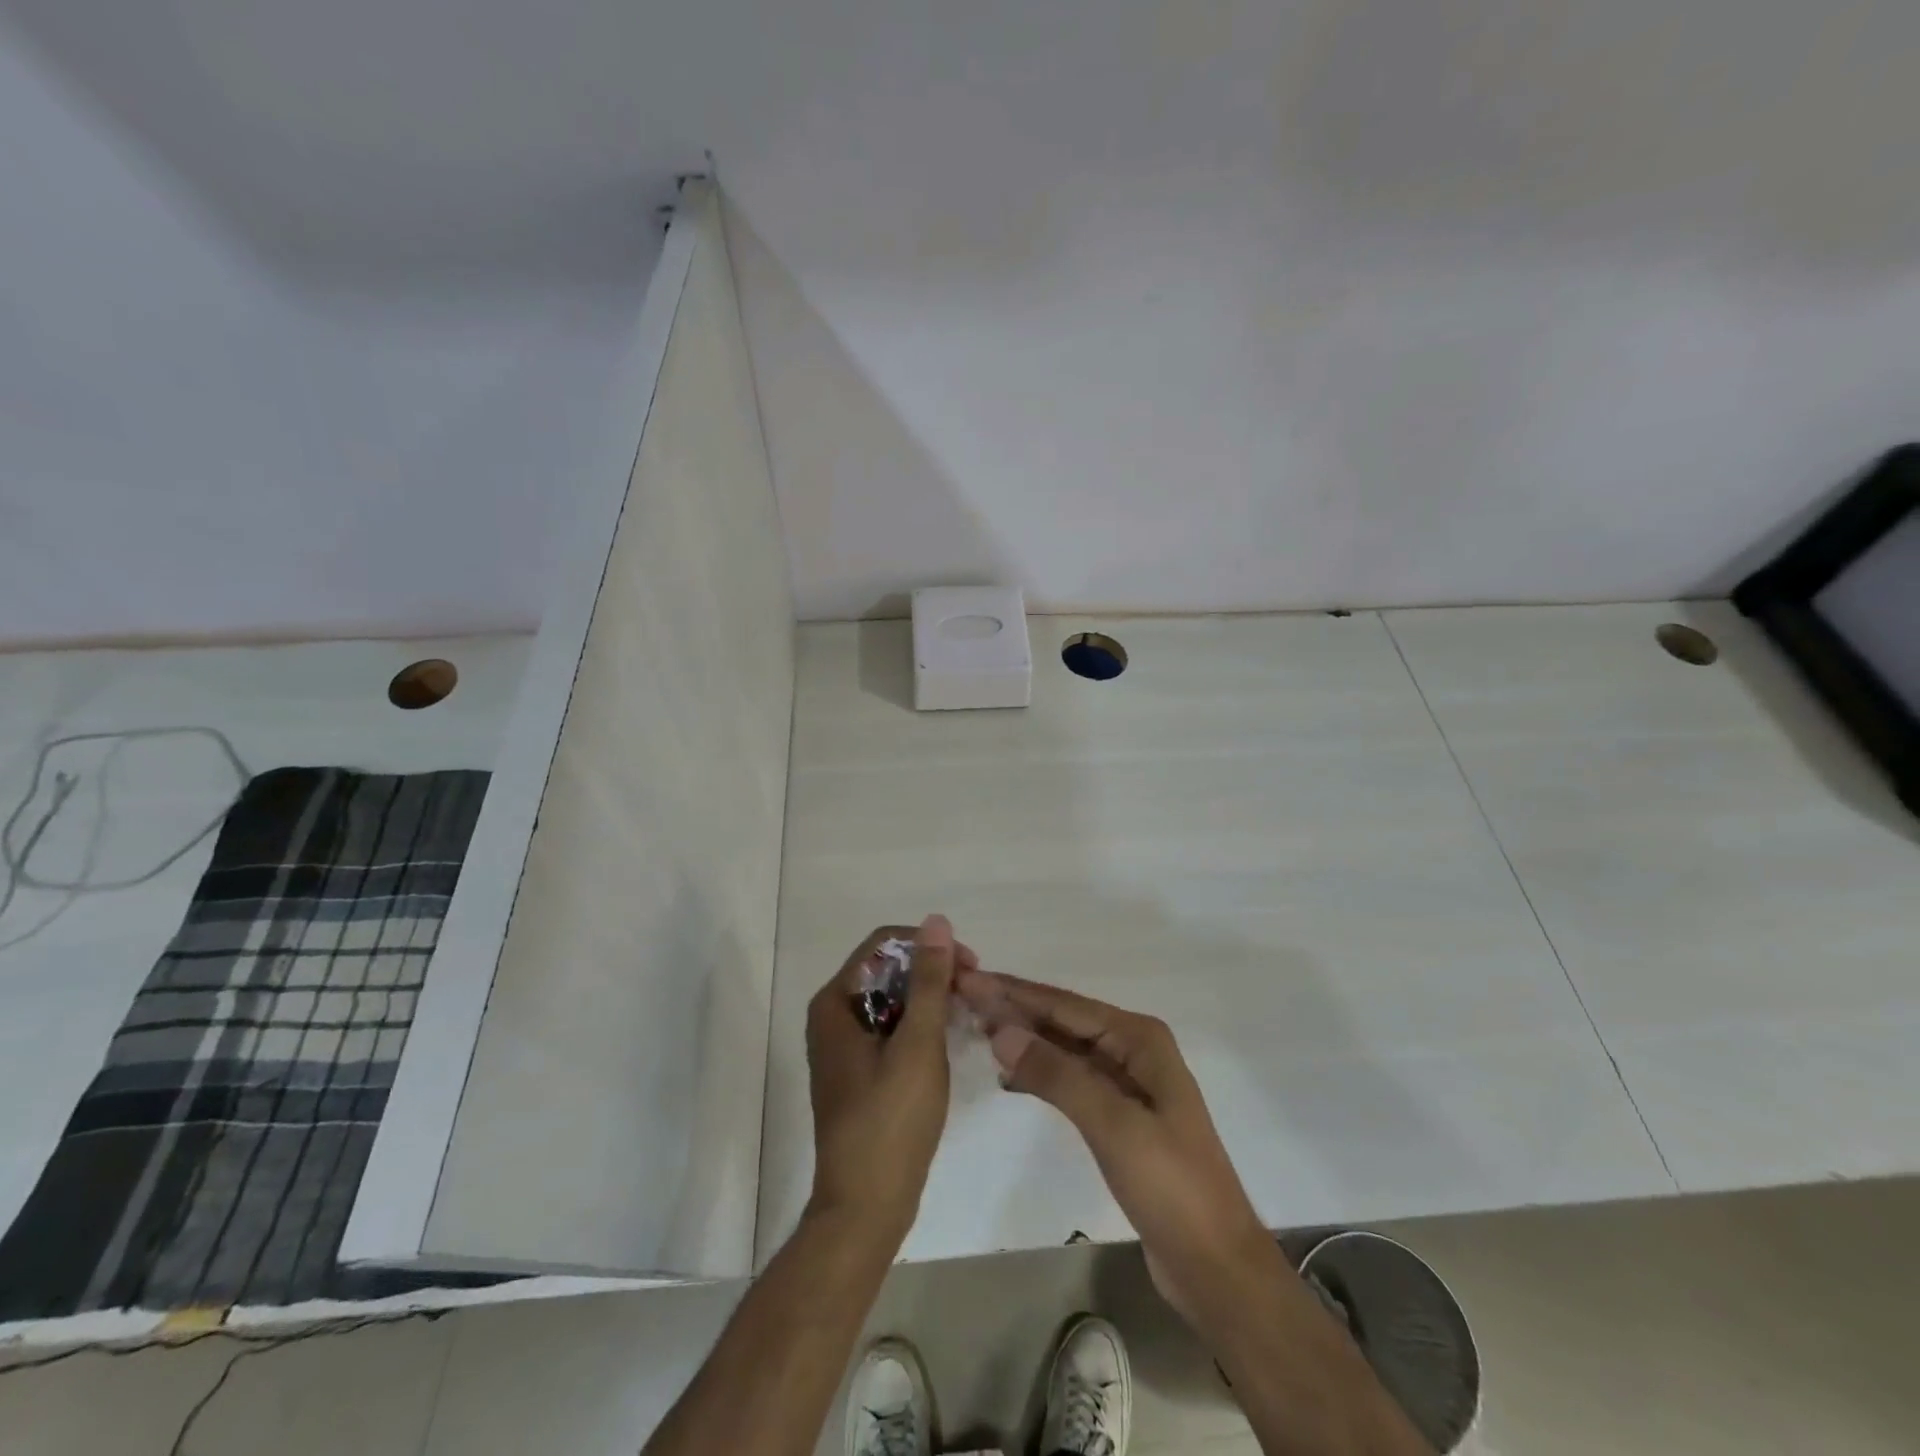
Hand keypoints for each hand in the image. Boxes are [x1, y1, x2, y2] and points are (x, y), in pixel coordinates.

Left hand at [806, 916, 970, 1246]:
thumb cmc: (890, 1121)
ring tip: (966, 1017)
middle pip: (887, 970)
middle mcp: (833, 1016)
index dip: (928, 946)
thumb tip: (937, 921)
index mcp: (835, 1002)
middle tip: (973, 995)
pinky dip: (919, 1027)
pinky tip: (947, 1043)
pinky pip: (891, 1029)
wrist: (865, 1208)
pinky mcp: (858, 1071)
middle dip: (931, 974)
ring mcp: (844, 1046)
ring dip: (929, 1001)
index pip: (884, 945)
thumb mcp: (917, 1044)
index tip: (970, 967)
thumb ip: (929, 980)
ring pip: (892, 1000)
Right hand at [956, 971, 1282, 1330]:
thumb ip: (1056, 1073)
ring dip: (1024, 1039)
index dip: (1014, 991)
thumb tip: (1001, 1029)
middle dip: (1015, 1009)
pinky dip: (1039, 1073)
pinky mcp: (1119, 1116)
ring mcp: (1126, 1083)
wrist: (1215, 1265)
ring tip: (976, 1029)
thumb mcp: (1112, 1124)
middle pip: (1063, 1020)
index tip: (968, 979)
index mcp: (1139, 1038)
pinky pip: (1070, 1078)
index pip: (1063, 1004)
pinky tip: (1009, 1076)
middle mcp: (1133, 1049)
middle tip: (962, 998)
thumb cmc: (1170, 1186)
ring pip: (1064, 1048)